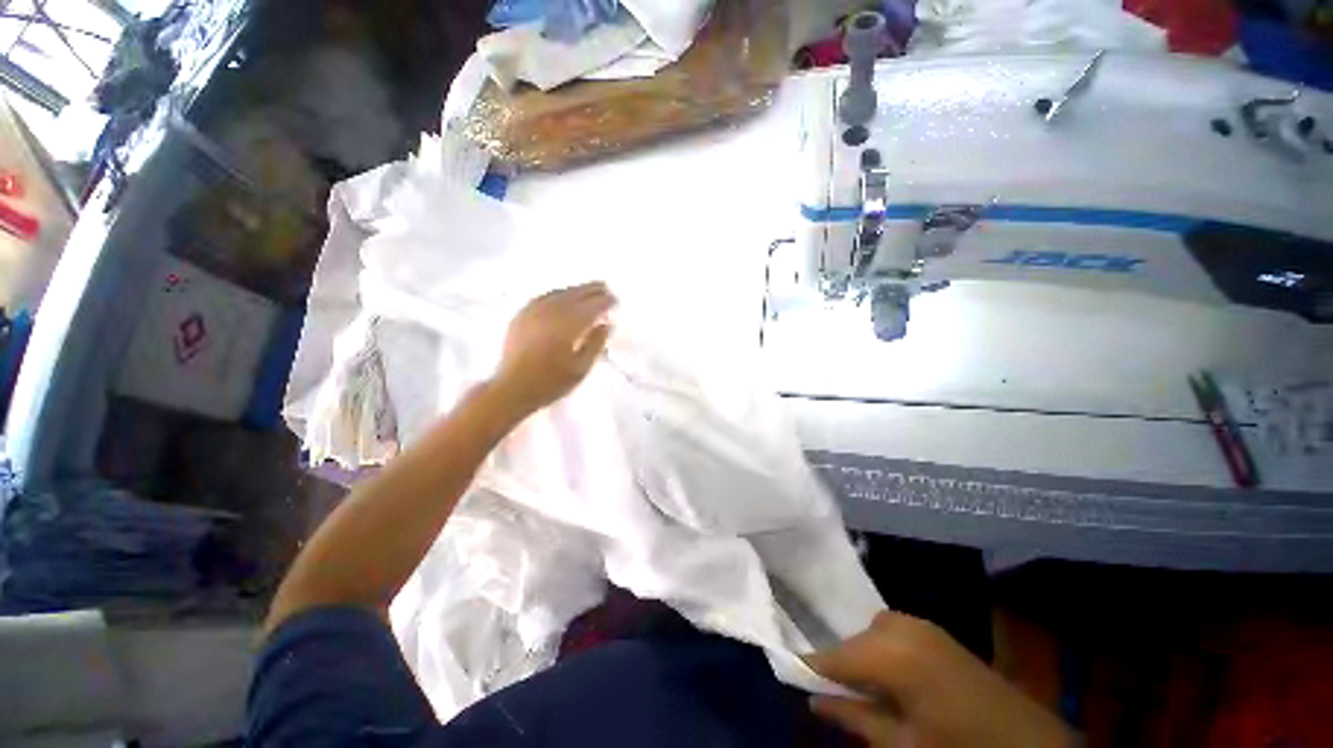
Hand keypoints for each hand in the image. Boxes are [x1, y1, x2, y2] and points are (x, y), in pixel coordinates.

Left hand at [494, 282, 615, 416]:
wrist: (513, 388)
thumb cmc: (551, 382)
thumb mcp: (581, 368)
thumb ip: (596, 343)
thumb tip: (606, 324)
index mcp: (568, 325)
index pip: (592, 306)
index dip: (605, 302)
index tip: (615, 300)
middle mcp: (552, 312)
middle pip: (576, 294)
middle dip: (592, 290)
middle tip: (605, 288)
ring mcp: (534, 311)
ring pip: (559, 293)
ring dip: (576, 289)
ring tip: (588, 289)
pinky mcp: (522, 315)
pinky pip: (544, 297)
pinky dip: (558, 293)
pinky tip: (562, 296)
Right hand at [806, 611, 1074, 747]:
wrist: (1030, 741)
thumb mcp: (904, 745)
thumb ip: (855, 719)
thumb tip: (812, 701)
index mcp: (892, 653)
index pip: (834, 656)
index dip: (810, 667)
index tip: (789, 673)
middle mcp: (900, 625)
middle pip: (851, 641)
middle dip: (839, 665)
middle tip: (832, 694)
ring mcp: (919, 623)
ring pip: (868, 634)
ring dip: (861, 657)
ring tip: (866, 689)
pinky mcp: (933, 628)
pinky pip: (889, 631)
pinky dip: (881, 650)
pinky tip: (891, 677)